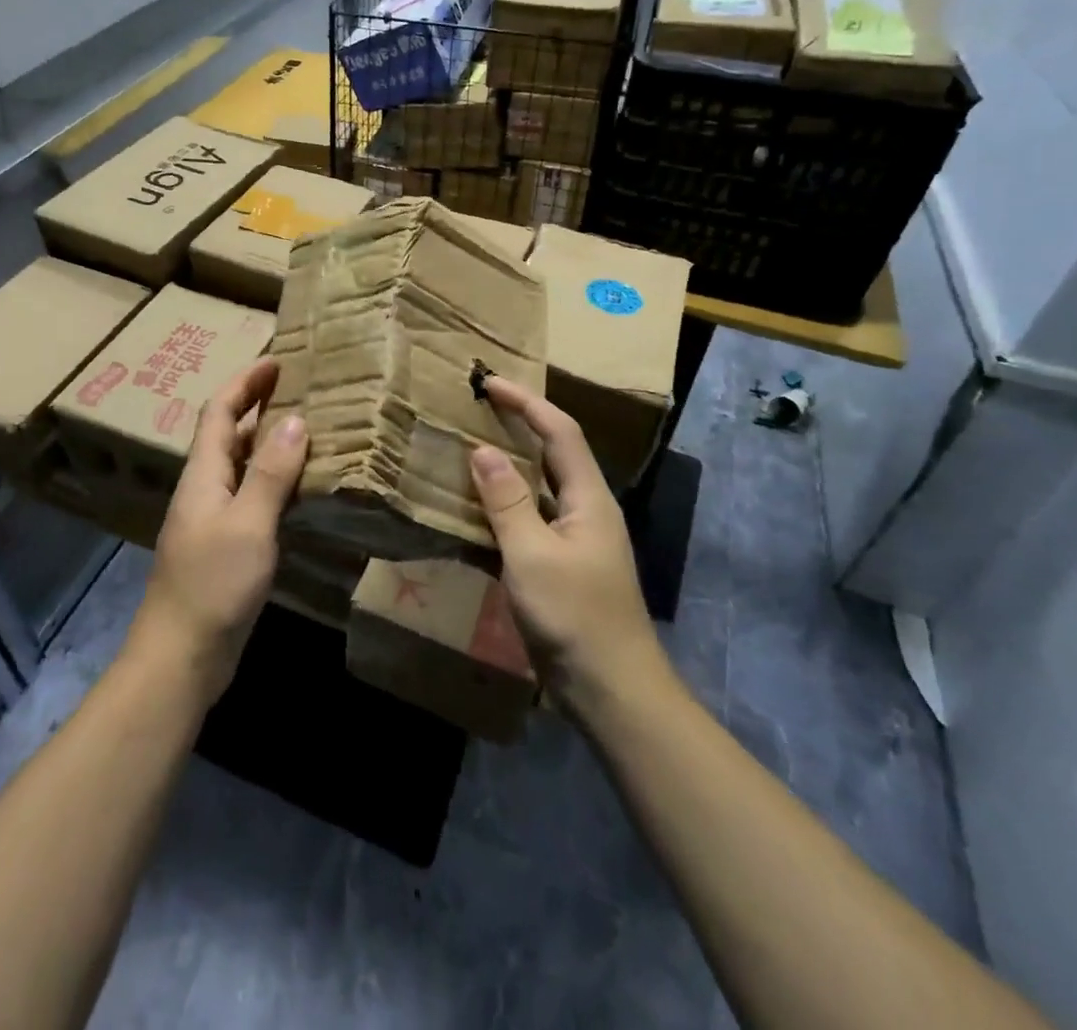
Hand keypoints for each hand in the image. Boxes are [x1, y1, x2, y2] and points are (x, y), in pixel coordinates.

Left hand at [131, 359, 307, 699]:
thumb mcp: (249, 524)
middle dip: (259, 405)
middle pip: (229, 433)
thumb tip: (294, 419)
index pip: (220, 411)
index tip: (277, 360)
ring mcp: (214, 519)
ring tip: (311, 428)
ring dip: (270, 442)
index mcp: (203, 474)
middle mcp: (206, 488)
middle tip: (302, 389)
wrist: (182, 657)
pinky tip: (303, 487)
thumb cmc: (212, 584)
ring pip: (243, 466)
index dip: (245, 382)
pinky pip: (253, 497)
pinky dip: (276, 481)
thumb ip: (271, 472)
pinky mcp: (227, 546)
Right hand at [470, 376, 670, 713]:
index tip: (490, 383)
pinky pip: (528, 523)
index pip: (560, 431)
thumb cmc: (575, 617)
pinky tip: (471, 515)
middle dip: (518, 427)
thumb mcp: (532, 555)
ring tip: (465, 454)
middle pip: (552, 454)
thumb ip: (507, 501)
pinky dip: (501, 510)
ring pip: (538, 490)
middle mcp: (585, 511)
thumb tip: (481, 450)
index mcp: (588, 499)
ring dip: (506, 469)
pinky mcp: (561, 568)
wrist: (612, 692)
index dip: (526, 403)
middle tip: (476, 411)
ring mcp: (575, 541)